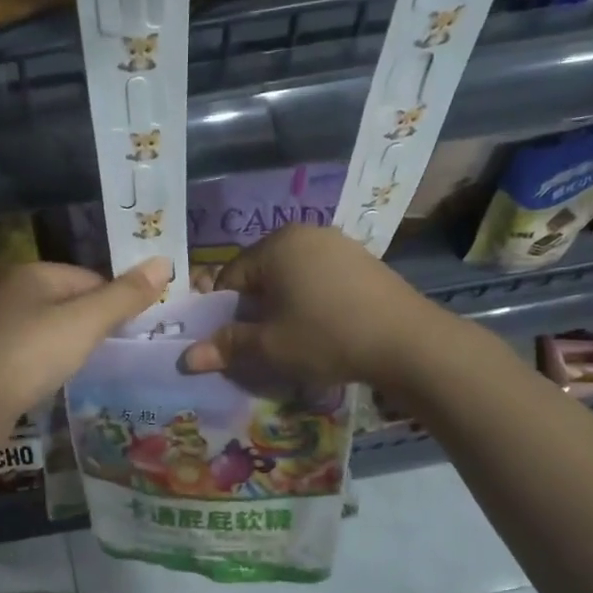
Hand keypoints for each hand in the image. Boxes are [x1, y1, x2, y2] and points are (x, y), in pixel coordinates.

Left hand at [0, 257, 171, 423]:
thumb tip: (165, 263)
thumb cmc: (33, 354)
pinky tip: (51, 377)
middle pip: (69, 300)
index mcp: (34, 272)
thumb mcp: (86, 323)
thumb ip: (125, 296)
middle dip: (91, 323)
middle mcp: (10, 288)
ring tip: (81, 367)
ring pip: (49, 324)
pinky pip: (30, 346)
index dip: (114, 303)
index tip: (128, 333)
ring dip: (69, 342)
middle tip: (107, 353)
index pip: (91, 278)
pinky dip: (46, 358)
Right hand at [184, 224, 450, 389]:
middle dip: (255, 309)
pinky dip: (311, 302)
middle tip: (261, 344)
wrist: (407, 342)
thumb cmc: (326, 337)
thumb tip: (186, 359)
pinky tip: (324, 329)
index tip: (231, 342)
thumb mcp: (270, 346)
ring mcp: (338, 244)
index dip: (223, 312)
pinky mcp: (363, 261)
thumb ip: (226, 346)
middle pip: (261, 274)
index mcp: (276, 245)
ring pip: (291, 278)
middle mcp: (305, 234)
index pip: (229, 277)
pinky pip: (320, 279)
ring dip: (283, 307)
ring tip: (293, 340)